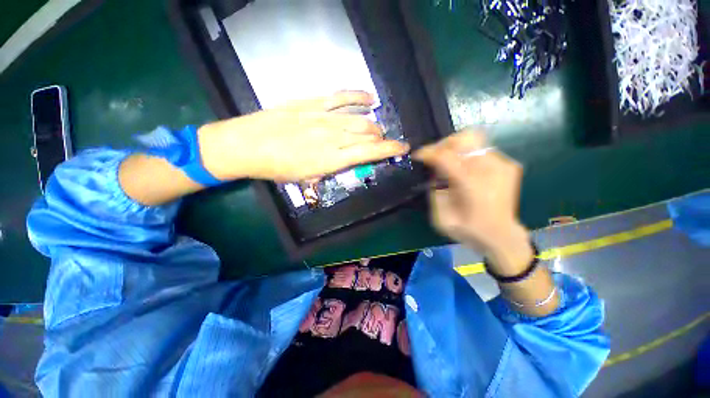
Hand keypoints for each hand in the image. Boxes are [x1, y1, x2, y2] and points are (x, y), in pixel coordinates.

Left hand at [197, 91, 409, 181]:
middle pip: (368, 133)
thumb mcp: (308, 178)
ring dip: (373, 123)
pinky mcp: (312, 102)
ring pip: (359, 117)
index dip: (390, 150)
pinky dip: (358, 96)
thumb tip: (346, 160)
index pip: (370, 152)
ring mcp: (323, 117)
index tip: (403, 148)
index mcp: (332, 159)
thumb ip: (331, 169)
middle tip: (382, 142)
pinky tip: (369, 99)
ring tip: (376, 127)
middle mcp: (333, 137)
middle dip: (381, 138)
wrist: (247, 146)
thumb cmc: (278, 168)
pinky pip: (341, 96)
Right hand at [413, 130, 532, 274]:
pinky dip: (467, 156)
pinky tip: (464, 171)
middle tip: (435, 157)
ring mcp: (503, 165)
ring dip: (456, 149)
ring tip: (448, 164)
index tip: (417, 155)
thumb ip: (434, 191)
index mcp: (472, 185)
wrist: (501, 236)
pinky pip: (481, 150)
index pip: (446, 156)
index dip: (428, 152)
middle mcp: (491, 169)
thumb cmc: (469, 230)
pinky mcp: (508, 165)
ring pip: (474, 140)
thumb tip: (434, 171)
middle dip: (444, 144)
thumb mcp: (441, 217)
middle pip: (464, 138)